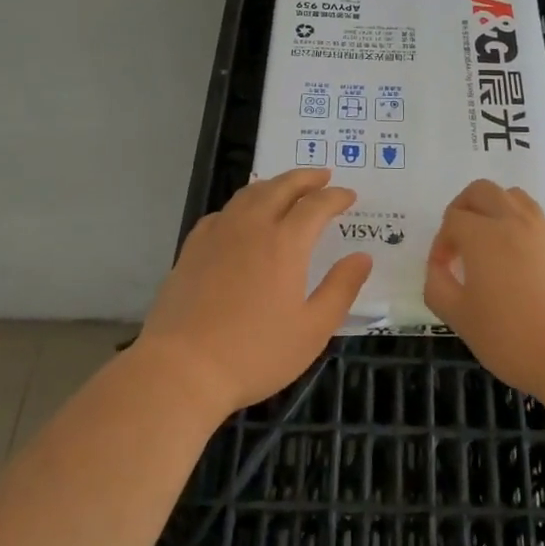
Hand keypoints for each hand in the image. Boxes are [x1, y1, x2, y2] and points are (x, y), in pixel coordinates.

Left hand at [139, 168, 372, 417]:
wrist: (182, 369)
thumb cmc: (255, 353)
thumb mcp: (312, 330)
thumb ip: (341, 289)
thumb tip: (362, 257)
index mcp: (285, 243)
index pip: (316, 205)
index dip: (336, 197)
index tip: (349, 196)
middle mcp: (252, 227)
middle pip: (281, 187)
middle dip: (306, 178)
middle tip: (323, 176)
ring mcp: (218, 234)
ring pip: (249, 193)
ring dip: (274, 184)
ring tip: (287, 187)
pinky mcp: (192, 248)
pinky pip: (223, 212)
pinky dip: (242, 204)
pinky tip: (242, 217)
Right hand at [423, 179, 544, 398]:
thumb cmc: (513, 338)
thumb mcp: (460, 319)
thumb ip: (438, 287)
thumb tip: (439, 269)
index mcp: (483, 235)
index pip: (453, 219)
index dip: (441, 243)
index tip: (443, 271)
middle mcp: (514, 221)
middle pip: (482, 191)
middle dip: (464, 208)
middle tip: (459, 240)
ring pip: (515, 198)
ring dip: (496, 210)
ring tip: (492, 244)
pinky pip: (539, 221)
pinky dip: (523, 228)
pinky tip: (523, 263)